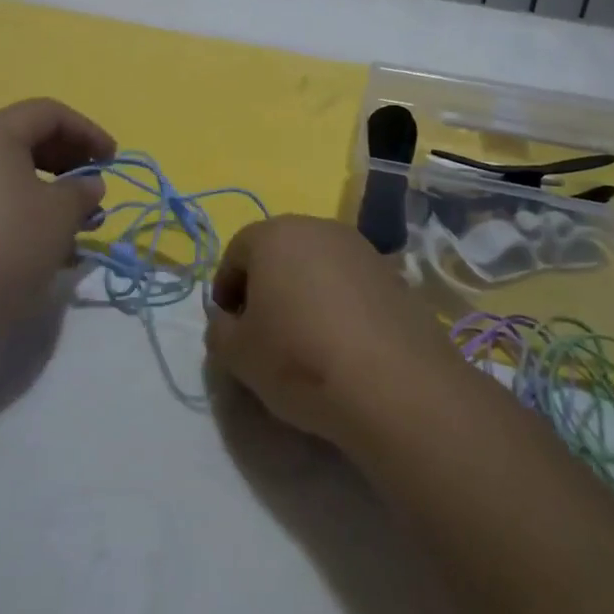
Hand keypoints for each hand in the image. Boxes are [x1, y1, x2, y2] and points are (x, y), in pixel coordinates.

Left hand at [0, 99, 114, 338]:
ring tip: (75, 220)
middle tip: (94, 185)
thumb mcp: (60, 215)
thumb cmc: (8, 247)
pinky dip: (21, 206)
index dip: (87, 131)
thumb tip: (88, 184)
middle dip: (67, 159)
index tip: (112, 160)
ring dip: (47, 188)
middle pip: (25, 137)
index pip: (48, 113)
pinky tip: (43, 240)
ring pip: (8, 171)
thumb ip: (82, 190)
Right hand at [204, 216, 461, 449]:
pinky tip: (343, 345)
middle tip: (264, 331)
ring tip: (306, 340)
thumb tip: (227, 321)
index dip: (225, 289)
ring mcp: (361, 249)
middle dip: (266, 286)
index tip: (229, 327)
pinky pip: (351, 284)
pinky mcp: (394, 275)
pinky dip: (340, 305)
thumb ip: (219, 330)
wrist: (394, 386)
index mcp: (274, 235)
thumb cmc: (300, 359)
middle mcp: (319, 228)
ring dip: (305, 293)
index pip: (236, 252)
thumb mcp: (237, 354)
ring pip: (318, 266)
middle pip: (279, 252)